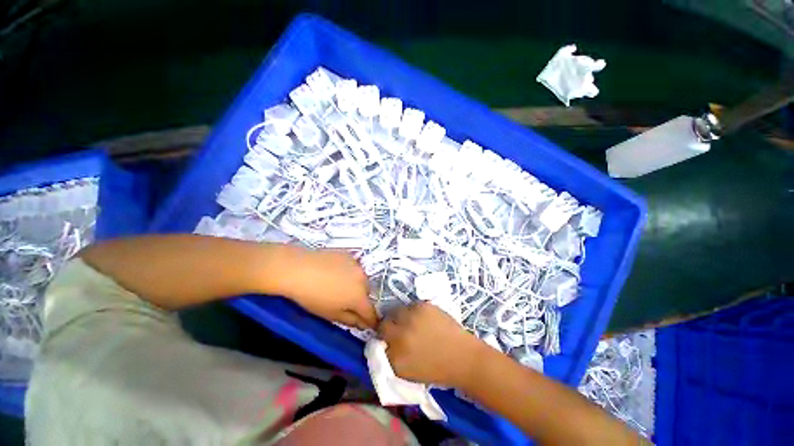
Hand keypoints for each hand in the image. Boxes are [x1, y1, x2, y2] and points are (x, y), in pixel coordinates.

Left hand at [272, 246, 376, 328]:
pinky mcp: (349, 255)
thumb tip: (363, 323)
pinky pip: (353, 268)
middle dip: (360, 300)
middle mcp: (364, 279)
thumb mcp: (331, 315)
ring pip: (360, 279)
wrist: (298, 269)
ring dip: (355, 285)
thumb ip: (351, 320)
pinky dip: (348, 273)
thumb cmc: (312, 297)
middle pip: (366, 294)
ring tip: (337, 286)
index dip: (370, 321)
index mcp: (360, 297)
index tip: (367, 325)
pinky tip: (333, 273)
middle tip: (346, 303)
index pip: (372, 313)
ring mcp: (357, 265)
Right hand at [376, 302, 485, 387]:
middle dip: (389, 326)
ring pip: (397, 311)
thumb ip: (391, 357)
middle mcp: (400, 336)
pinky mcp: (422, 306)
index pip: (377, 342)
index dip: (384, 339)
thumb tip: (383, 343)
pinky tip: (424, 318)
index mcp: (395, 357)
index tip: (389, 339)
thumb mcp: (407, 372)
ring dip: (401, 317)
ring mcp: (411, 318)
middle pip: (384, 323)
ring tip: (413, 322)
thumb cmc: (436, 369)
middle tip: (399, 328)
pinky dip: (414, 311)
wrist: (463, 358)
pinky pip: (410, 305)